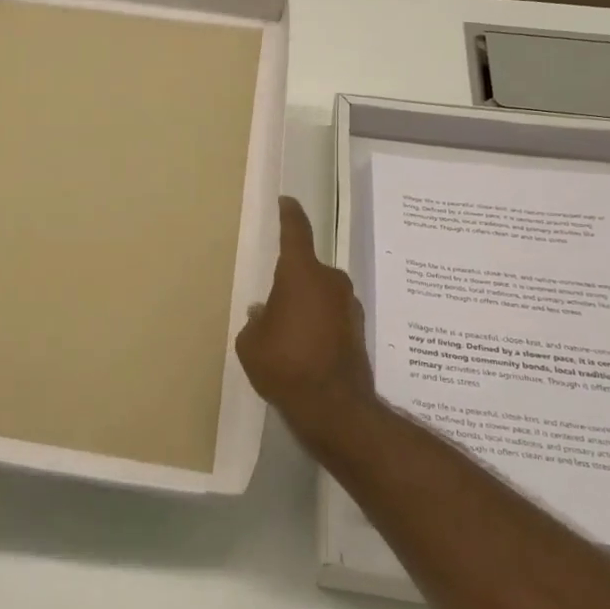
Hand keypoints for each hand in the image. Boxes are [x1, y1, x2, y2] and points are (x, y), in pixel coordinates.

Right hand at [235, 198, 378, 441]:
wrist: (334, 407)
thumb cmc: (284, 365)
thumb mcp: (251, 343)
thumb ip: (256, 322)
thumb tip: (265, 313)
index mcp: (300, 273)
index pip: (295, 232)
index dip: (290, 214)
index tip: (287, 201)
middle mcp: (329, 281)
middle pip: (306, 269)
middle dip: (290, 280)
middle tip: (272, 302)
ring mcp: (348, 305)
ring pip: (320, 292)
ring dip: (306, 303)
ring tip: (287, 332)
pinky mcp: (358, 329)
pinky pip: (331, 313)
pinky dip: (319, 322)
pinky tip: (306, 347)